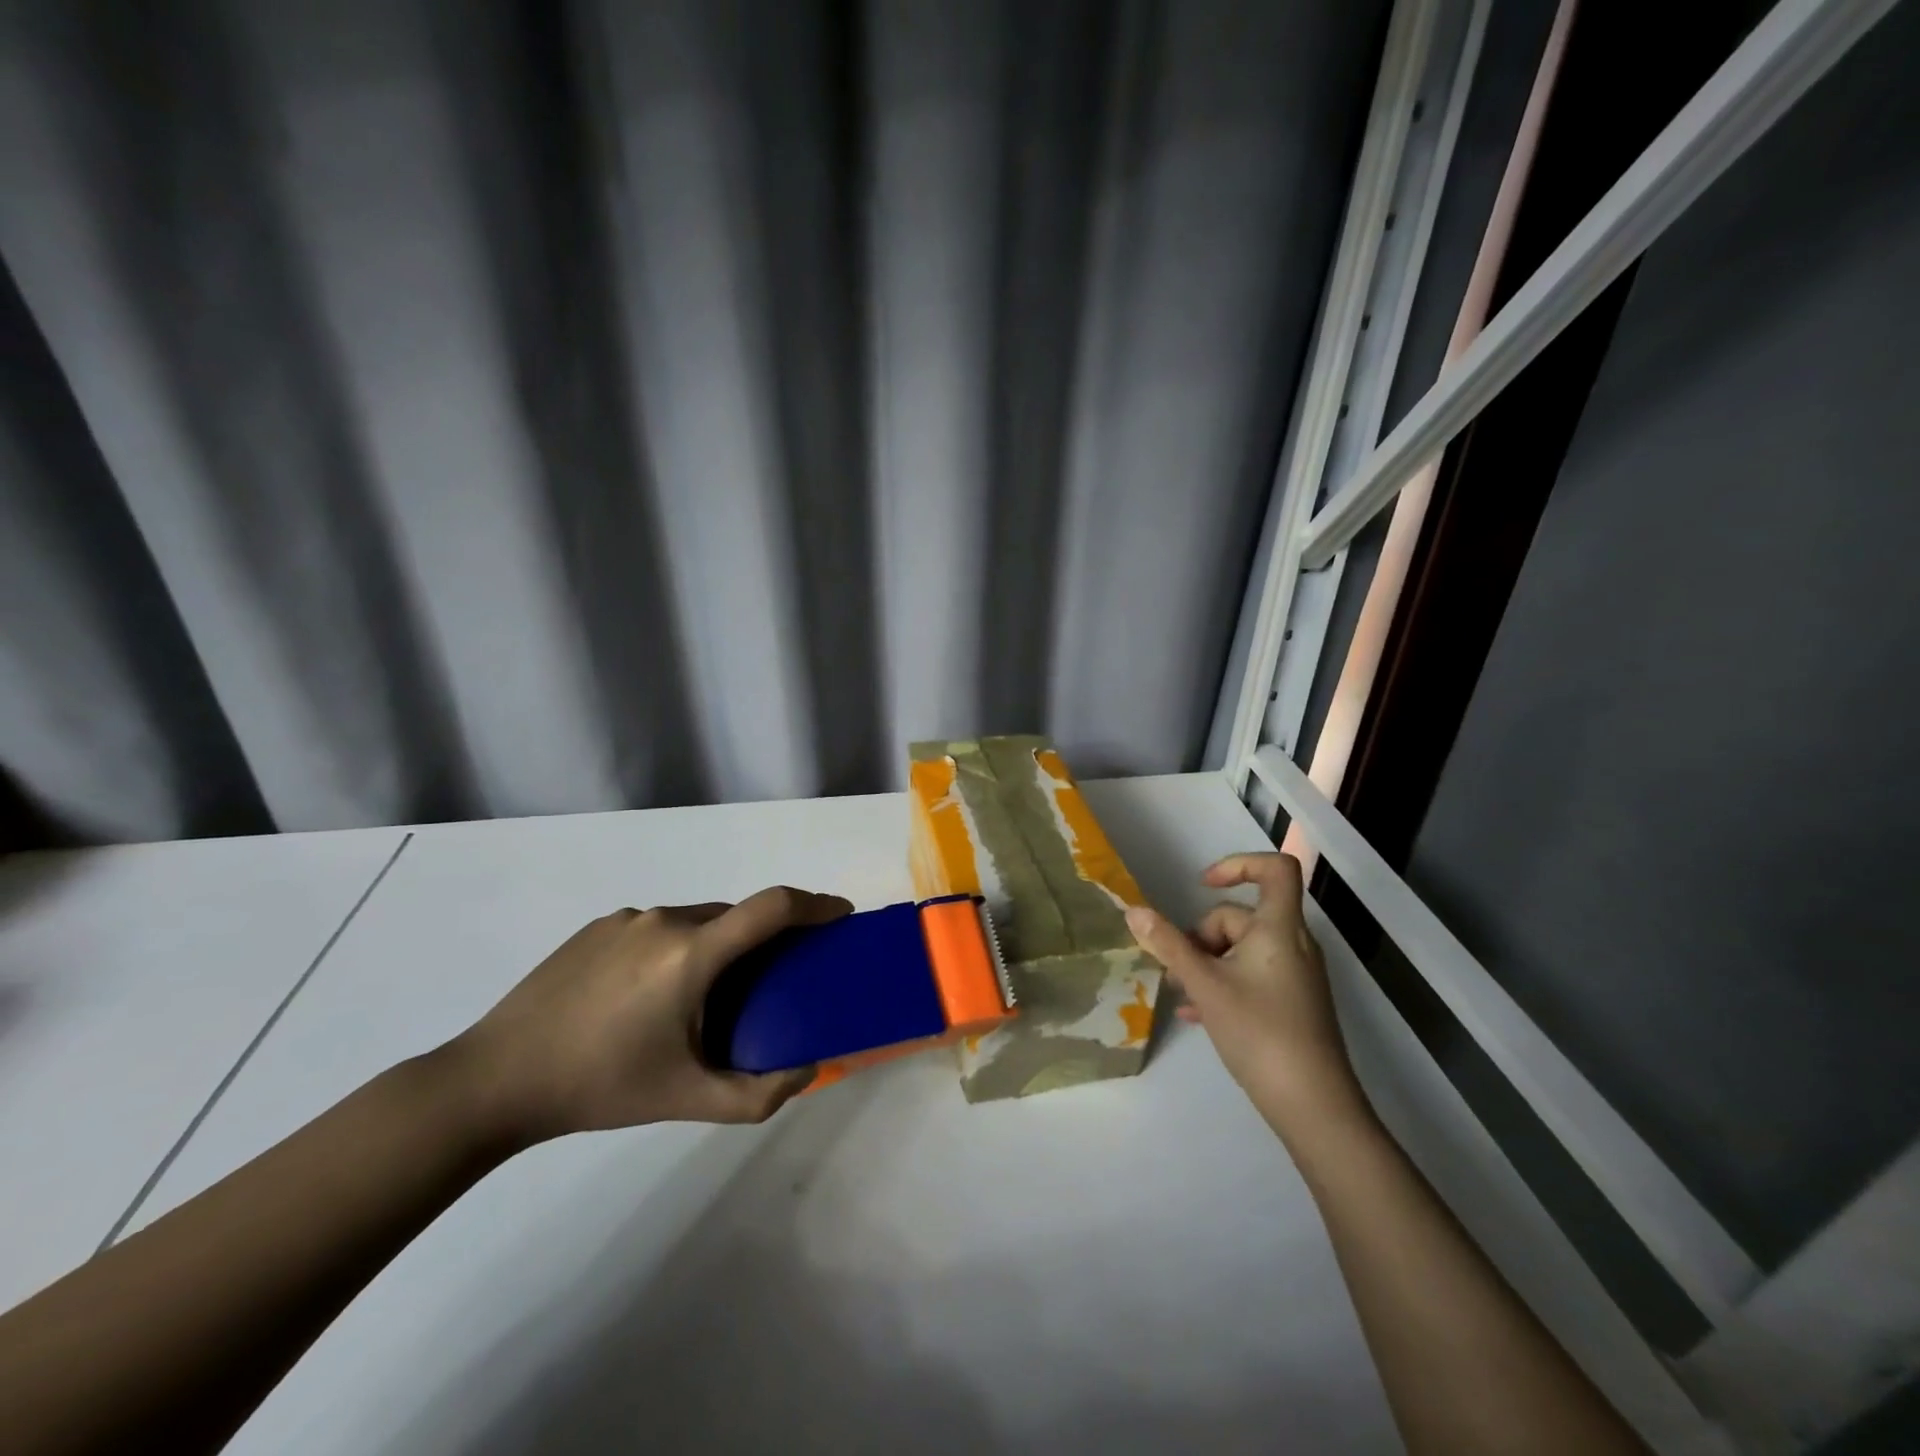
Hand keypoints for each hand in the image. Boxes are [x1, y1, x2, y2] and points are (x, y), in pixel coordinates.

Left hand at [444, 887, 851, 1145]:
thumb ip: (760, 1094)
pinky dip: (676, 949)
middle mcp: (665, 920)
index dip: (815, 903)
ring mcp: (627, 918)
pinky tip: (648, 997)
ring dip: (716, 947)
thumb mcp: (687, 1100)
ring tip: (701, 999)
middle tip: (768, 983)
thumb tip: (810, 1068)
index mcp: (692, 953)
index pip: (772, 907)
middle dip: (764, 940)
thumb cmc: (600, 1087)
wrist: (495, 1079)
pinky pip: (658, 927)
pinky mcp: (597, 926)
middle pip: (736, 917)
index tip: (841, 914)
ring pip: (696, 921)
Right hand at [1126, 853, 1363, 1132]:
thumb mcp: (1204, 985)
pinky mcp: (1293, 1002)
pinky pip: (1252, 975)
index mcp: (1279, 928)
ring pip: (1242, 949)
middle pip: (1242, 916)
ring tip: (1181, 994)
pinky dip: (1224, 982)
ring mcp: (1295, 975)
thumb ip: (1168, 945)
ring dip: (1207, 962)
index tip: (1202, 886)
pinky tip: (1197, 1013)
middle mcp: (1293, 944)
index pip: (1275, 869)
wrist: (1313, 1106)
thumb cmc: (1259, 1032)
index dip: (1238, 864)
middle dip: (1202, 936)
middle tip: (1178, 969)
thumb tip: (1133, 910)